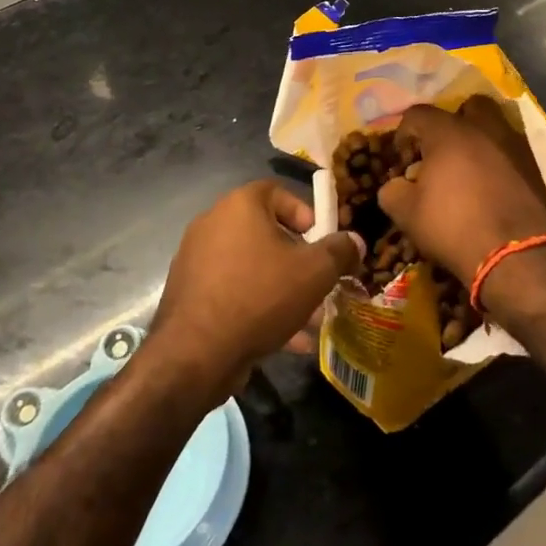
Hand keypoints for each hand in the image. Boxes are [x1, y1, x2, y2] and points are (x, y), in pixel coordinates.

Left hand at [151, 181, 362, 398]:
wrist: (195, 353)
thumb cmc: (259, 296)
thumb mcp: (313, 272)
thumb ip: (339, 252)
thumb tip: (355, 241)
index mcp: (239, 205)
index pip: (277, 192)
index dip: (305, 214)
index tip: (322, 242)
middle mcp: (213, 223)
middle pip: (267, 234)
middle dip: (299, 262)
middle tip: (320, 286)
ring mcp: (197, 259)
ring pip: (253, 268)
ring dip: (284, 290)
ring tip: (311, 322)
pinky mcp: (190, 293)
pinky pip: (234, 291)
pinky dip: (260, 307)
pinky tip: (287, 341)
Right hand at [377, 97, 545, 286]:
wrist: (516, 255)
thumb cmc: (454, 227)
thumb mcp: (407, 214)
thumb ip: (393, 191)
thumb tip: (396, 185)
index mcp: (448, 132)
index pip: (417, 114)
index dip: (404, 134)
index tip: (403, 160)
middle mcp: (484, 128)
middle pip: (467, 106)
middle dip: (453, 122)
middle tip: (442, 151)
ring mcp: (515, 145)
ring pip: (495, 126)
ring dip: (480, 140)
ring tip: (469, 169)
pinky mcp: (536, 167)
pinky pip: (513, 151)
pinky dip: (500, 160)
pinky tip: (491, 186)